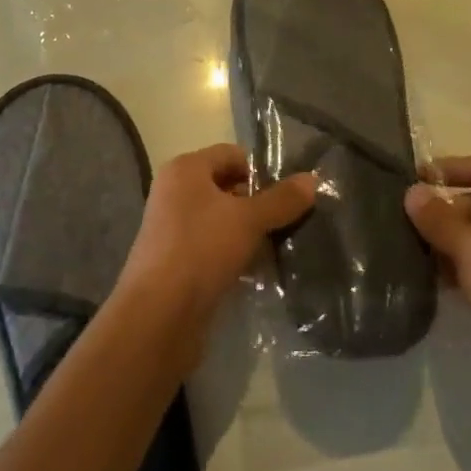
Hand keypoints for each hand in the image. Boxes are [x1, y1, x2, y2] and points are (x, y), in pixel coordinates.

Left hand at [118, 144, 315, 348]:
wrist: (159, 315)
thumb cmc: (201, 250)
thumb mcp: (248, 220)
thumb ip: (281, 199)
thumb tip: (312, 179)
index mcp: (185, 169)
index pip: (231, 155)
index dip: (262, 171)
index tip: (289, 195)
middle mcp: (175, 192)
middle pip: (226, 187)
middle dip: (258, 203)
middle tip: (290, 222)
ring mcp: (173, 228)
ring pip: (221, 220)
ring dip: (248, 232)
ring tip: (278, 247)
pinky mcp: (176, 261)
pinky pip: (213, 246)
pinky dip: (234, 253)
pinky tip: (256, 270)